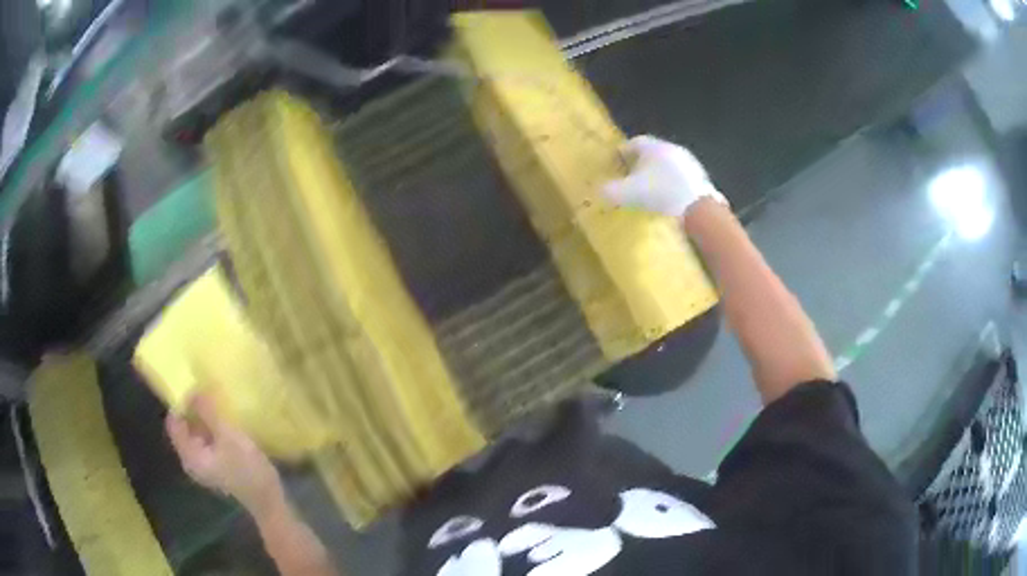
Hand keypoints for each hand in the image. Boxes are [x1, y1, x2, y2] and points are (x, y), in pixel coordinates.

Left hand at [166, 394, 283, 514]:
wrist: (269, 501)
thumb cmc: (247, 470)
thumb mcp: (228, 436)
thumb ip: (209, 413)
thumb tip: (194, 388)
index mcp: (189, 455)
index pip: (174, 422)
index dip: (182, 403)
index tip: (197, 388)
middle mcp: (191, 461)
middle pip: (184, 428)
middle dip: (193, 409)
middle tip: (209, 393)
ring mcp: (204, 465)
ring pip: (196, 434)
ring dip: (204, 419)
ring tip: (218, 405)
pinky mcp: (215, 467)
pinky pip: (206, 442)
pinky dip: (212, 429)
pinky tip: (226, 424)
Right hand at [603, 135, 726, 217]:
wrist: (698, 209)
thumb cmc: (659, 194)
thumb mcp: (627, 194)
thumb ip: (610, 191)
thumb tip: (600, 190)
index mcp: (653, 146)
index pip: (633, 142)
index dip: (622, 153)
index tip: (615, 164)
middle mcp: (671, 148)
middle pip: (652, 152)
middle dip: (640, 164)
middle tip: (631, 178)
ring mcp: (689, 163)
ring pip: (668, 165)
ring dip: (658, 175)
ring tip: (650, 191)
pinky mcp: (701, 179)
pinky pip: (681, 179)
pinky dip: (673, 186)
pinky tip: (669, 200)